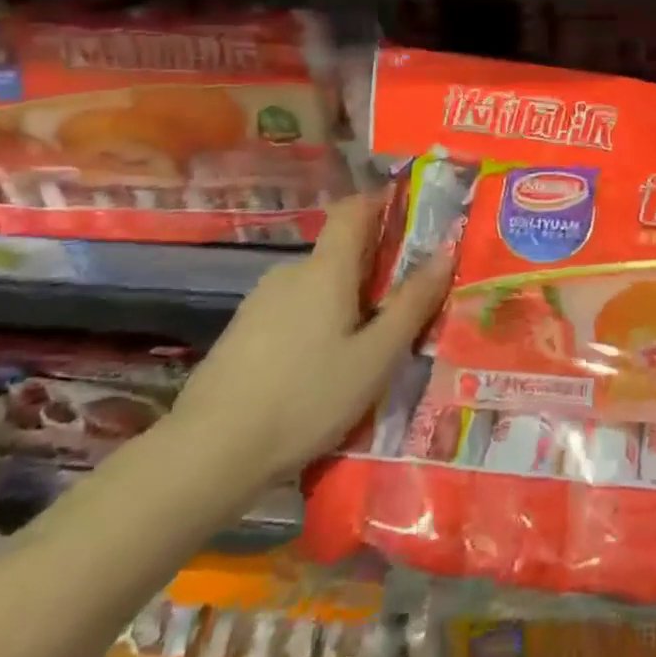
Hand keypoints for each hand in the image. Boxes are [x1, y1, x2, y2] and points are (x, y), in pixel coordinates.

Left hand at [167, 193, 451, 493]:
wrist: (208, 452)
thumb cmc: (306, 398)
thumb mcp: (375, 357)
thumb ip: (412, 303)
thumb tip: (446, 252)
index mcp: (326, 268)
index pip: (353, 208)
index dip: (382, 203)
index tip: (411, 221)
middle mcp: (291, 271)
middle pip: (339, 251)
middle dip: (373, 269)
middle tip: (401, 307)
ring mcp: (260, 301)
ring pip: (316, 285)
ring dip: (343, 301)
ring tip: (364, 348)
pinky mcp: (241, 331)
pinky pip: (292, 310)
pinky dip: (315, 323)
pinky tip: (319, 369)